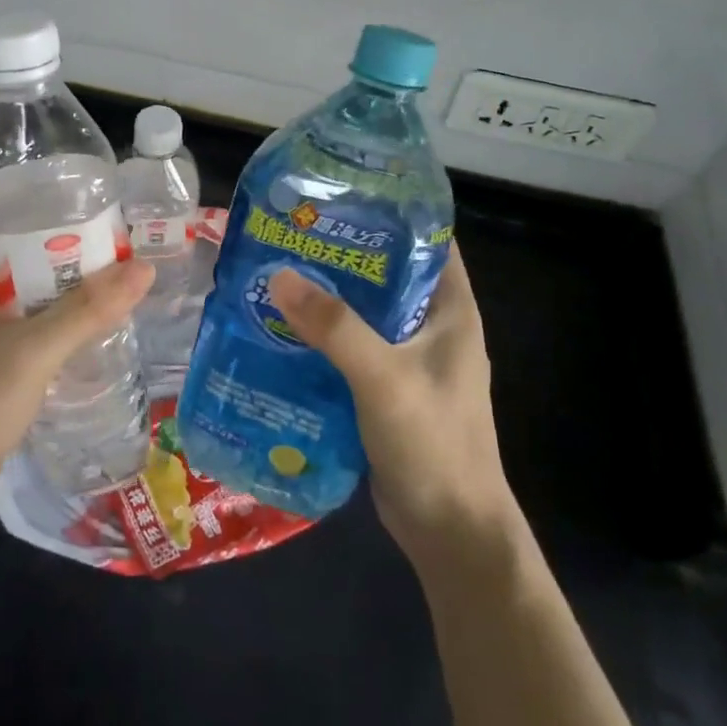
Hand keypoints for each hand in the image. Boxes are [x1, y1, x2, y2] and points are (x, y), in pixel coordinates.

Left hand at [0, 205, 154, 524]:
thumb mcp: (35, 350)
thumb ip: (88, 309)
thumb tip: (144, 269)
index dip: (29, 191)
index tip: (77, 188)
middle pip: (7, 242)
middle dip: (53, 233)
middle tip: (106, 226)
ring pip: (15, 281)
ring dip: (54, 273)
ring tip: (106, 262)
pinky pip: (16, 314)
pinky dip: (47, 306)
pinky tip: (84, 312)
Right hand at [268, 243, 513, 570]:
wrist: (450, 533)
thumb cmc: (434, 445)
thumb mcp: (384, 379)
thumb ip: (335, 327)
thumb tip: (278, 275)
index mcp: (451, 310)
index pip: (428, 240)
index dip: (390, 211)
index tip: (340, 192)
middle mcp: (433, 327)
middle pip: (386, 274)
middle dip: (342, 253)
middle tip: (290, 233)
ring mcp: (409, 360)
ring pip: (364, 313)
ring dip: (327, 297)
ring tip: (275, 272)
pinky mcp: (385, 390)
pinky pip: (350, 349)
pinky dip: (321, 336)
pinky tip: (280, 329)